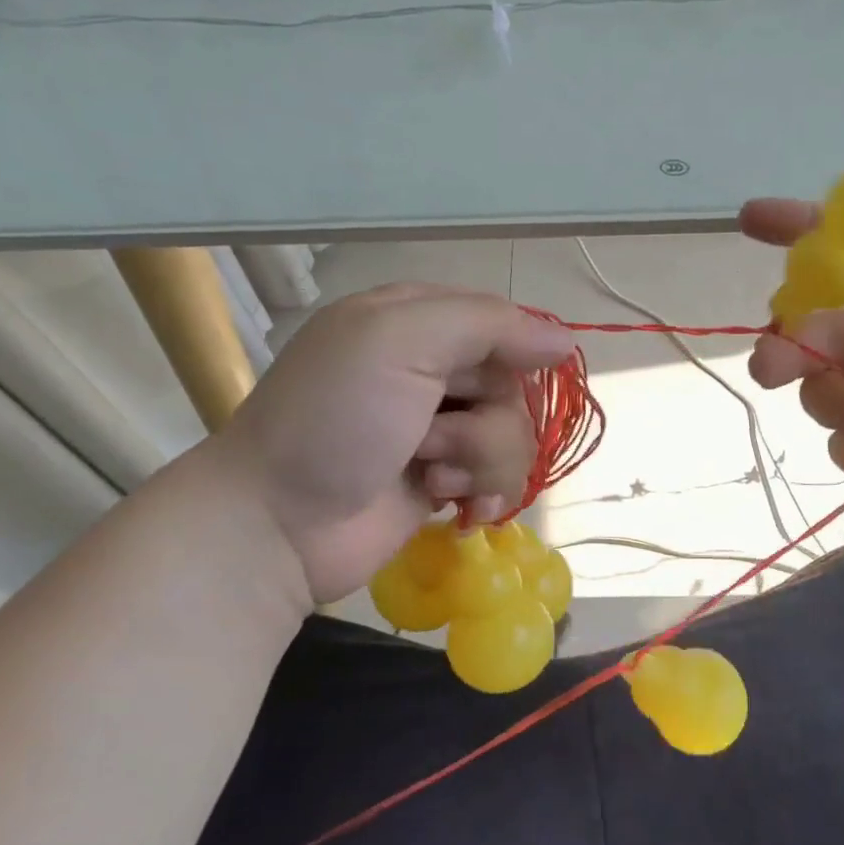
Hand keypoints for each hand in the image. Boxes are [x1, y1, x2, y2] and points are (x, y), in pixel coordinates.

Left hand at [204, 284, 575, 606]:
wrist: (278, 524)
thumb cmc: (334, 420)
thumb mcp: (401, 342)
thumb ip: (487, 326)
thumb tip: (565, 341)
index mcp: (414, 320)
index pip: (498, 321)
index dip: (515, 350)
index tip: (501, 381)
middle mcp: (430, 370)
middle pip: (513, 384)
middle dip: (487, 420)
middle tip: (433, 440)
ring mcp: (437, 429)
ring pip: (513, 436)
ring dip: (481, 462)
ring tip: (433, 480)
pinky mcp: (443, 481)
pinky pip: (500, 479)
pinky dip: (485, 496)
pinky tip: (459, 513)